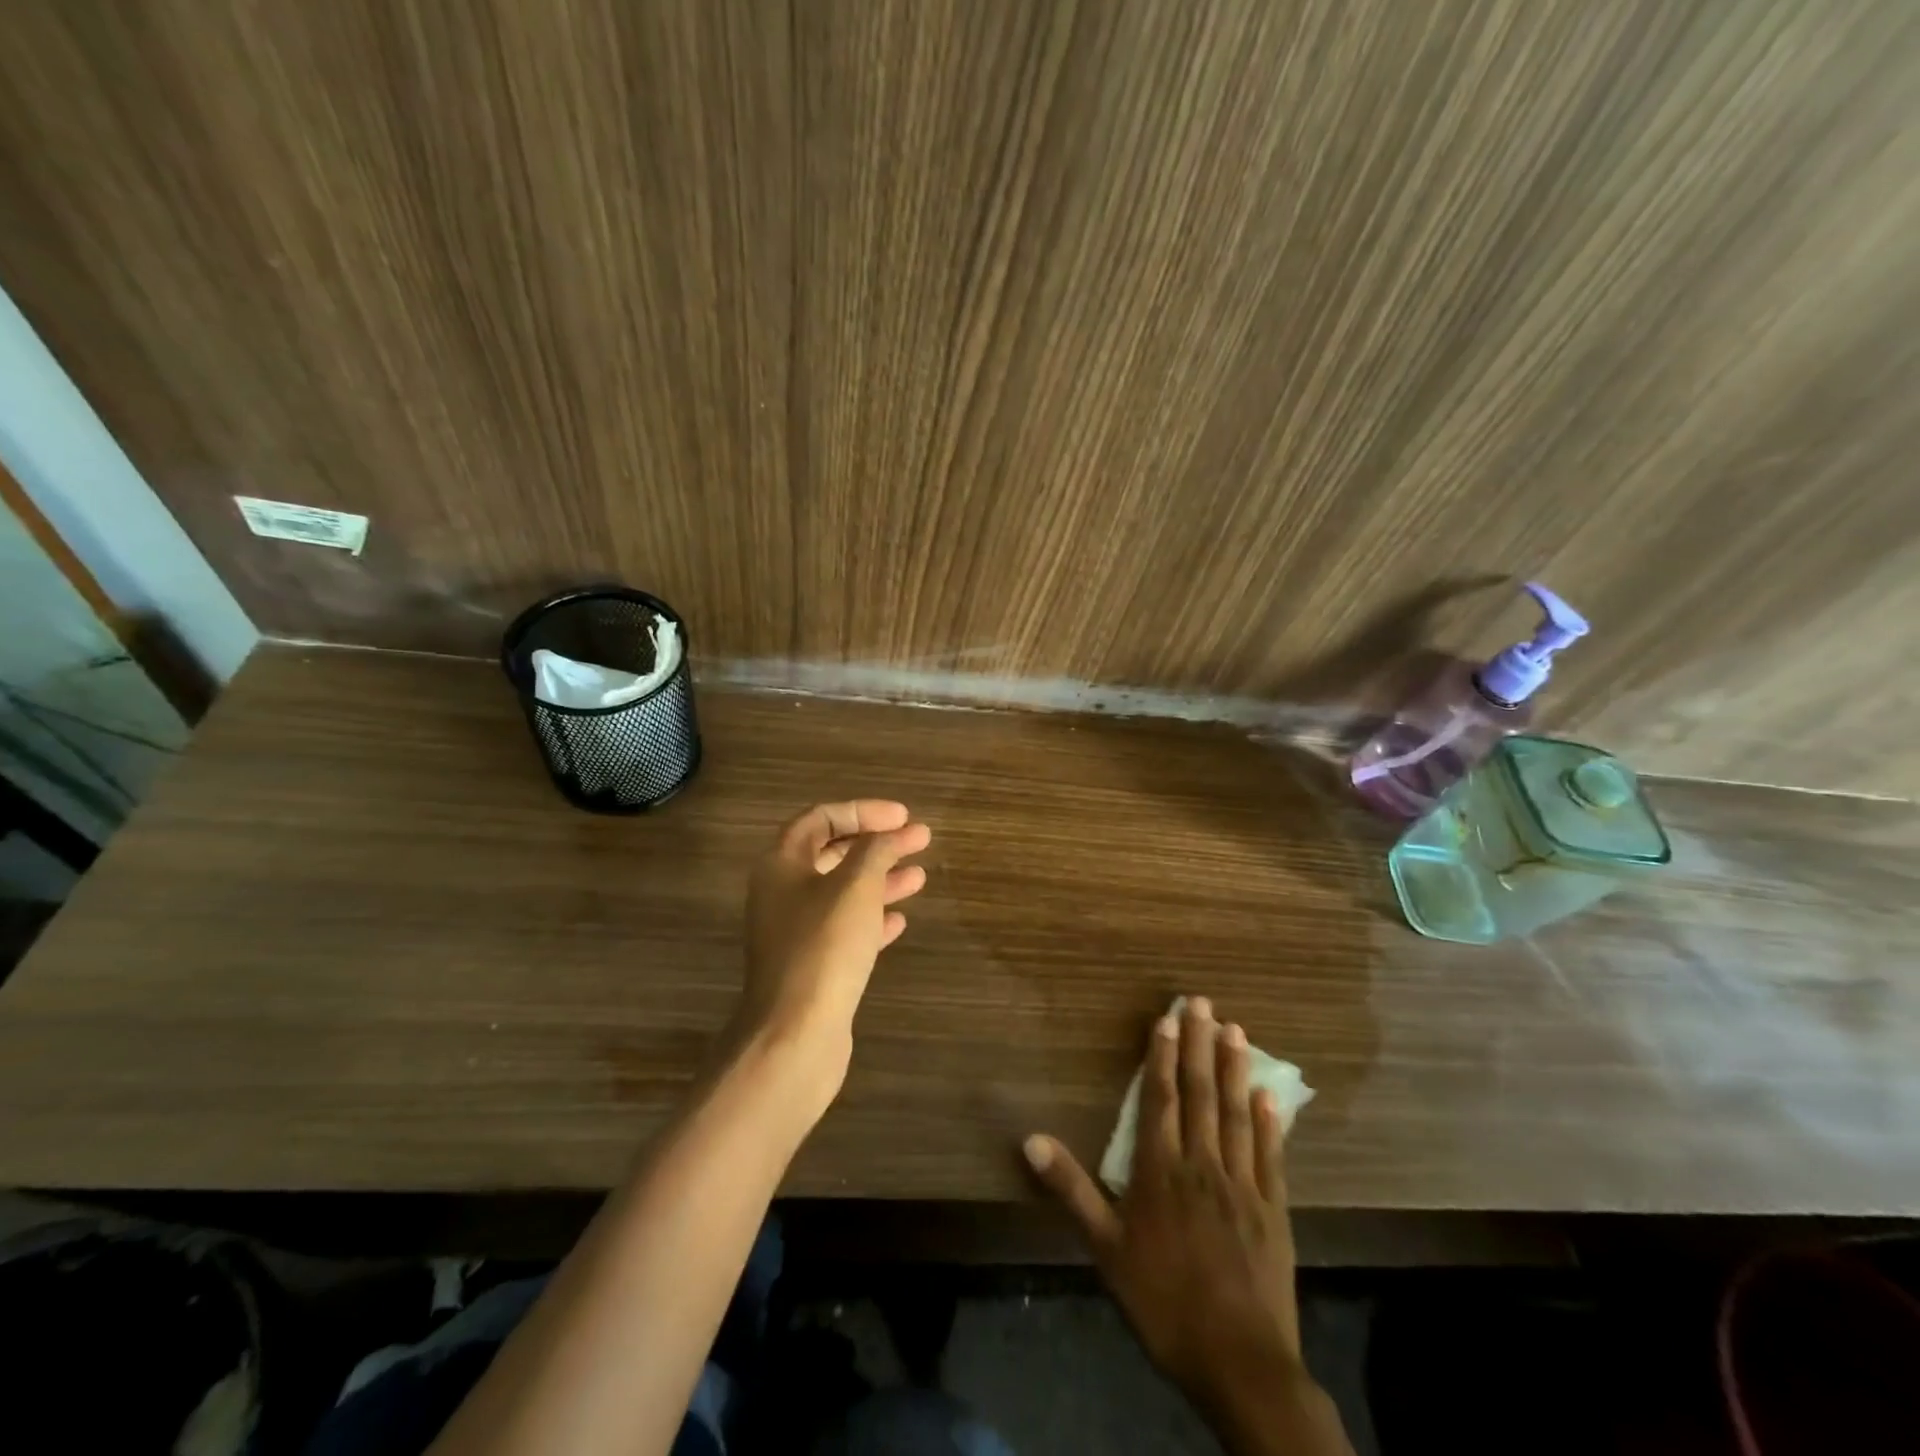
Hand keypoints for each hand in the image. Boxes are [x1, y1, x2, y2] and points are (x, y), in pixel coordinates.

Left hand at [734, 800, 931, 1113]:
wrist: (795, 1034)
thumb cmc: (824, 947)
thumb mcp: (856, 886)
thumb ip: (876, 850)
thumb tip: (893, 833)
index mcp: (781, 865)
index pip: (821, 818)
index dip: (863, 811)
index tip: (903, 817)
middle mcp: (782, 893)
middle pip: (832, 854)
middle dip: (877, 845)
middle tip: (919, 840)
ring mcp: (795, 932)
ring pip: (842, 893)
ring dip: (881, 880)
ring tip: (920, 876)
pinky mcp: (811, 965)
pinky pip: (845, 930)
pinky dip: (873, 918)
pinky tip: (900, 920)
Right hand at [1025, 999, 1349, 1455]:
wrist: (1239, 1364)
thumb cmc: (1163, 1301)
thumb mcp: (1105, 1248)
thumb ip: (1071, 1190)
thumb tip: (1031, 1139)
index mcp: (1160, 1171)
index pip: (1161, 1100)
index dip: (1162, 1056)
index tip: (1166, 1018)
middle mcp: (1202, 1164)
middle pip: (1200, 1095)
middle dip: (1199, 1045)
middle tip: (1203, 1002)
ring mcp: (1243, 1184)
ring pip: (1236, 1114)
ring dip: (1234, 1069)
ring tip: (1236, 1029)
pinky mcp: (1274, 1209)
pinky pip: (1271, 1155)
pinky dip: (1269, 1122)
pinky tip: (1269, 1095)